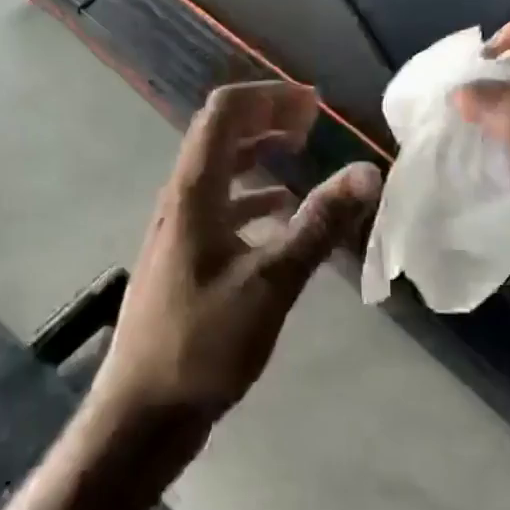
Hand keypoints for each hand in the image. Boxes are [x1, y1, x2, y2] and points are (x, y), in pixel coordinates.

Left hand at [94, 82, 381, 430]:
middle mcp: (180, 198)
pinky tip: (279, 213)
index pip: (225, 113)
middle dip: (266, 118)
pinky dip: (252, 194)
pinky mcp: (184, 255)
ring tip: (299, 153)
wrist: (142, 412)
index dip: (269, 97)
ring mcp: (178, 228)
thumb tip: (367, 172)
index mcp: (194, 192)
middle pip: (220, 134)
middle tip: (312, 122)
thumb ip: (319, 225)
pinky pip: (220, 204)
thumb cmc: (203, 343)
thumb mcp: (271, 283)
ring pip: (219, 169)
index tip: (314, 105)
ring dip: (258, 152)